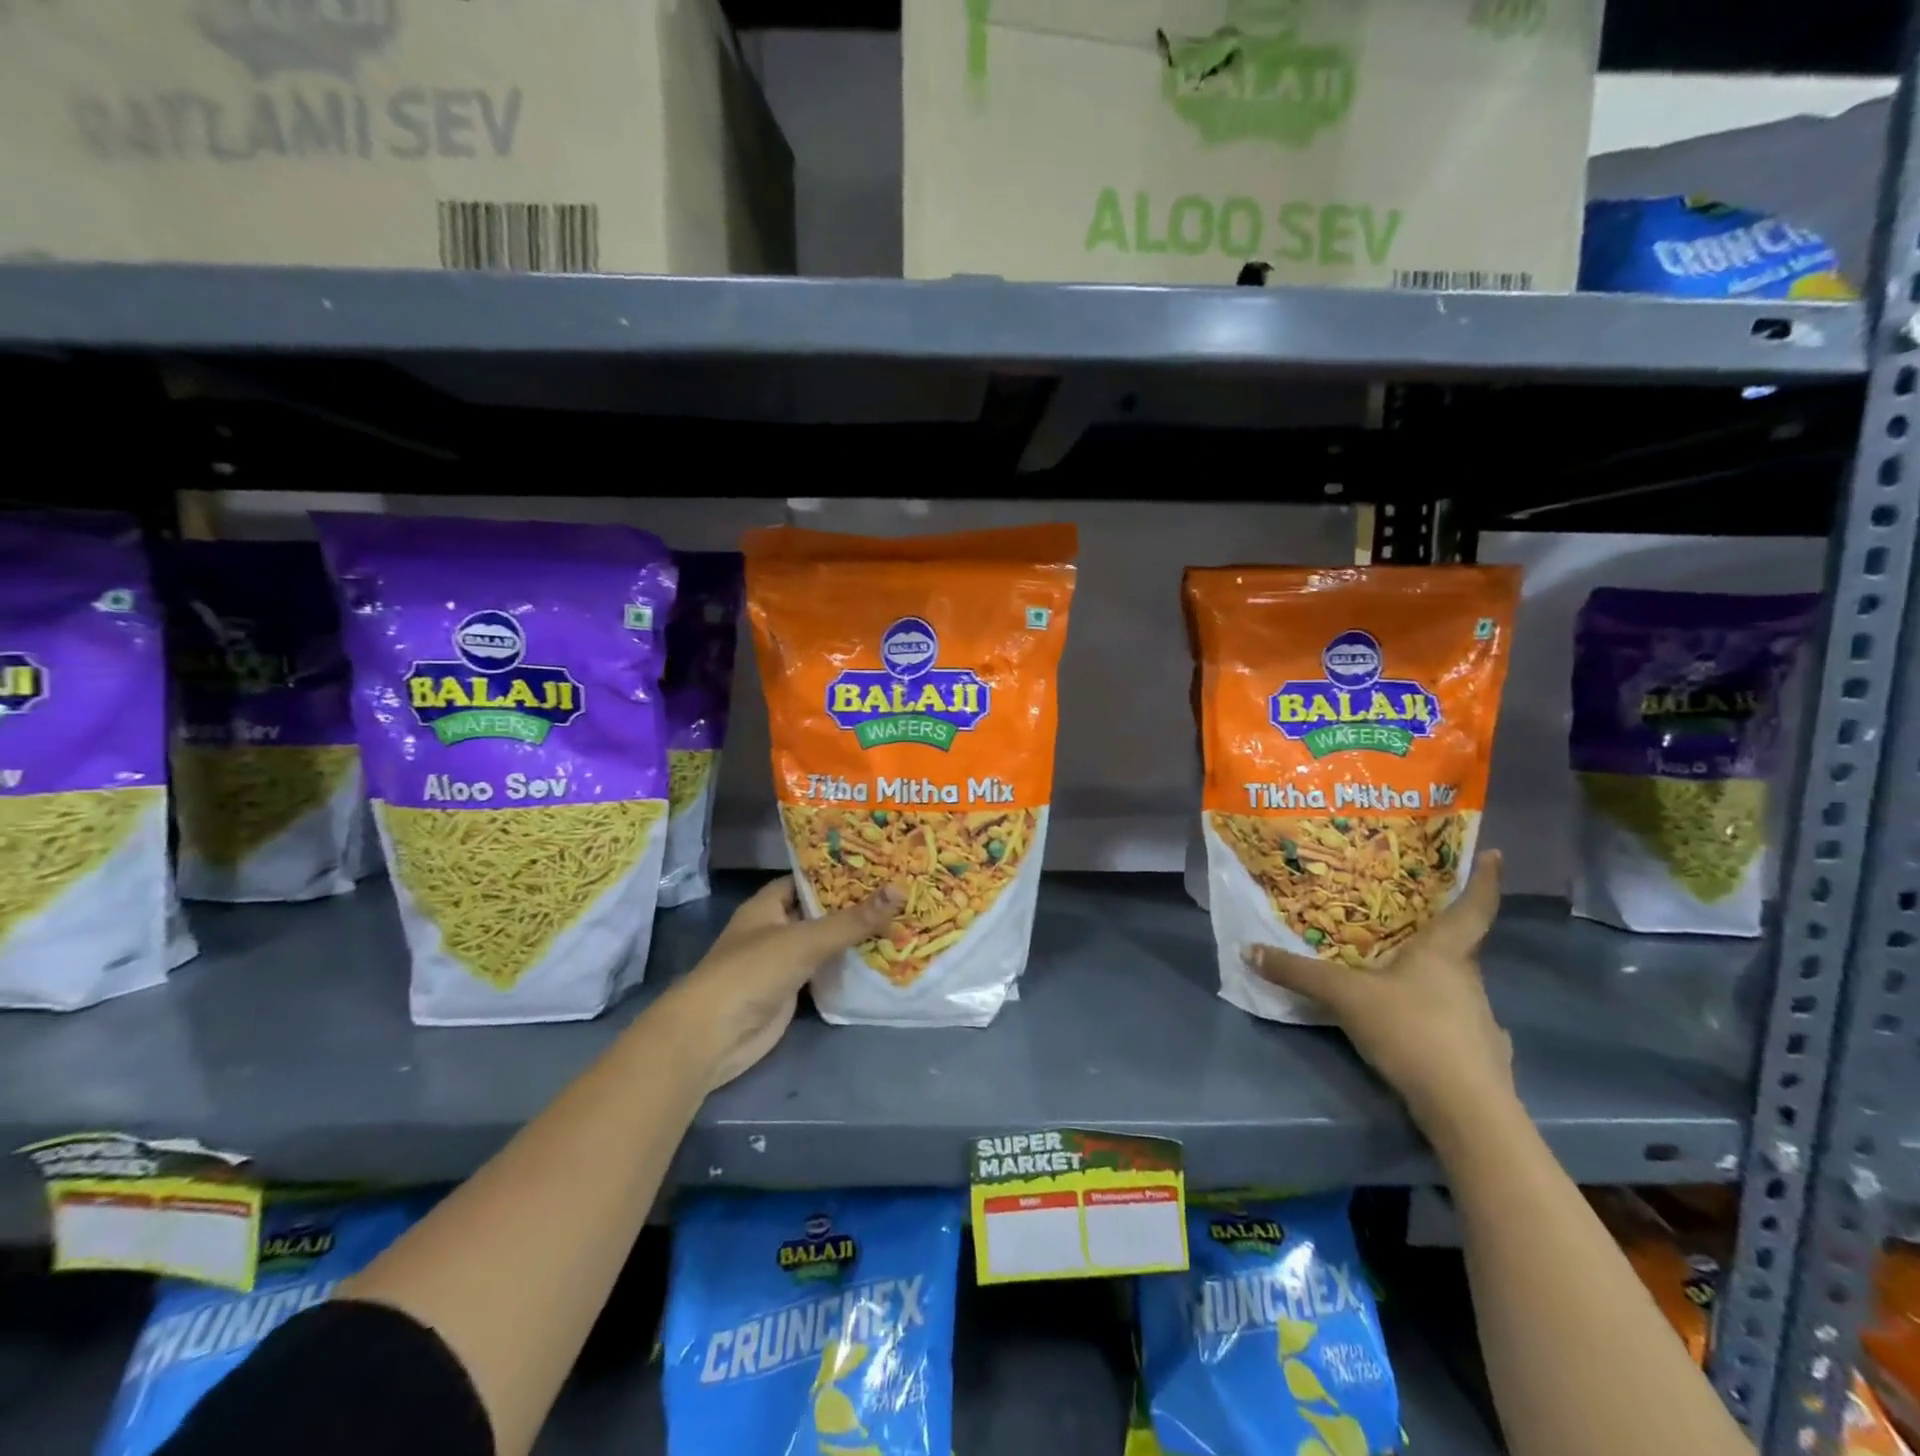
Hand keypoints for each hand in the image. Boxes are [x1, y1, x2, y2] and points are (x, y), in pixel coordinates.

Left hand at [660, 876, 902, 1091]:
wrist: (715, 1035)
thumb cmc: (753, 971)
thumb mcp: (805, 940)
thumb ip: (852, 920)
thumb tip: (900, 890)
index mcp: (767, 904)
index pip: (806, 878)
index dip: (836, 871)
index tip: (875, 864)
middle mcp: (774, 928)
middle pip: (819, 911)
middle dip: (853, 905)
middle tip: (898, 891)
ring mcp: (782, 962)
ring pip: (824, 943)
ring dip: (853, 937)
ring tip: (899, 919)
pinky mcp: (791, 992)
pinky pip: (825, 973)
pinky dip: (848, 967)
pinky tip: (881, 958)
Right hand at [1247, 850, 1513, 1129]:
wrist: (1466, 1109)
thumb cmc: (1411, 1031)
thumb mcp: (1344, 996)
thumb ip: (1298, 973)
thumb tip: (1249, 950)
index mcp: (1445, 953)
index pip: (1473, 907)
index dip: (1484, 879)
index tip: (1492, 854)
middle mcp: (1468, 980)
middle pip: (1459, 946)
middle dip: (1437, 932)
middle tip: (1406, 919)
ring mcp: (1480, 1020)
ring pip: (1455, 986)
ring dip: (1432, 977)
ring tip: (1398, 974)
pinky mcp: (1481, 1057)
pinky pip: (1456, 1025)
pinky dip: (1437, 1020)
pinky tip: (1416, 1029)